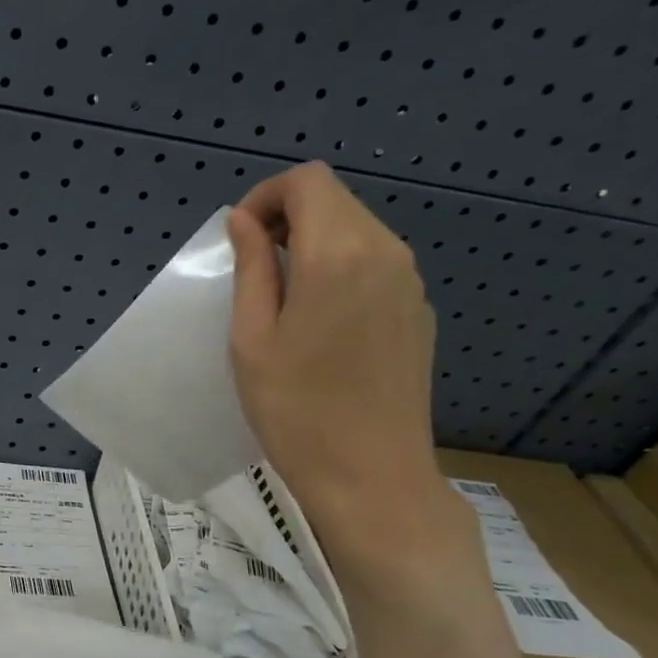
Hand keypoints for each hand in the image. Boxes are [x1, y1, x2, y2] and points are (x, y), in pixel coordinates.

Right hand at [226, 162, 467, 574]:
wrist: (372, 476)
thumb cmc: (296, 411)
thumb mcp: (251, 339)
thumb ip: (250, 268)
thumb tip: (244, 221)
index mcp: (337, 254)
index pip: (307, 182)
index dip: (265, 197)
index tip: (239, 240)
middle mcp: (384, 252)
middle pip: (335, 200)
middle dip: (286, 217)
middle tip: (251, 269)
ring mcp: (409, 281)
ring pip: (357, 228)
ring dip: (313, 242)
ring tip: (281, 298)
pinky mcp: (418, 310)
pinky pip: (375, 262)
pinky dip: (339, 266)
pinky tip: (320, 320)